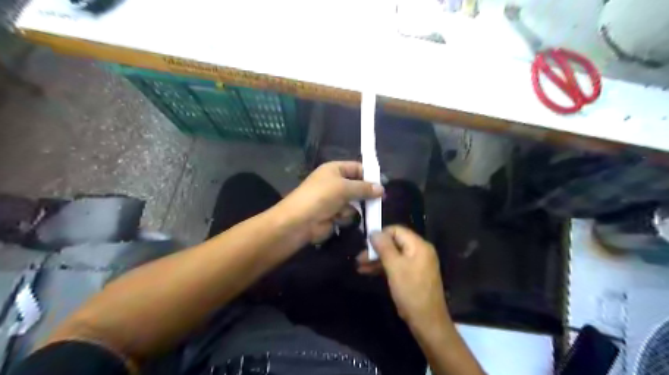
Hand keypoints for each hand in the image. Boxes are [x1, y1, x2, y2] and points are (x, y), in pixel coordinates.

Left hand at [275, 162, 381, 245]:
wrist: (300, 221)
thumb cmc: (321, 197)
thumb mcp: (344, 187)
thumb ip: (364, 188)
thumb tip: (382, 189)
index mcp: (334, 170)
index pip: (357, 168)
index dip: (370, 175)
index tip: (383, 184)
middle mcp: (335, 183)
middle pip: (357, 186)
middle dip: (365, 194)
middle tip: (378, 200)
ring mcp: (333, 199)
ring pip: (354, 202)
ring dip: (351, 207)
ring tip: (342, 210)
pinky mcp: (333, 214)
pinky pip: (347, 214)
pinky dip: (344, 217)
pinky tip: (337, 219)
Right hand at [359, 225, 444, 328]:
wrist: (427, 322)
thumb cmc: (410, 291)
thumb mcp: (394, 267)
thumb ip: (384, 247)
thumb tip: (374, 232)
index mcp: (418, 245)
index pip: (396, 230)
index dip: (380, 235)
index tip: (365, 245)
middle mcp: (419, 251)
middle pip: (394, 242)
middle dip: (376, 249)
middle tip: (359, 258)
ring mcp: (417, 263)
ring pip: (394, 255)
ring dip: (377, 259)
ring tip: (360, 267)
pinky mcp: (414, 274)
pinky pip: (397, 265)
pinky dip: (384, 267)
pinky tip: (369, 272)